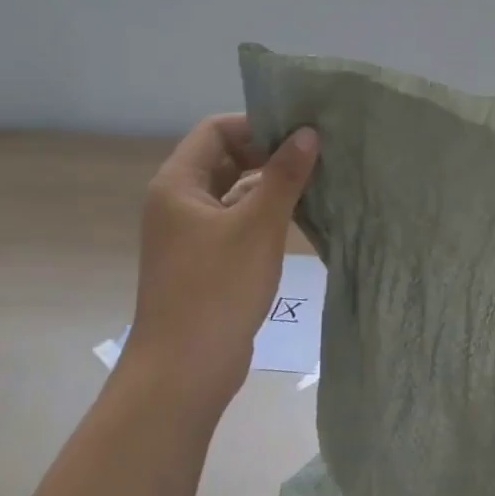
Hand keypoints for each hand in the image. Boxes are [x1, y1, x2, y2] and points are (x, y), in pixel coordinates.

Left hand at [125, 114, 318, 406]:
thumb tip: (308, 133)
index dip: (257, 125)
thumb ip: (284, 176)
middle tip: (316, 155)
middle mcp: (178, 202)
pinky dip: (264, 213)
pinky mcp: (205, 260)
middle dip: (269, 153)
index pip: (216, 130)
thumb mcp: (258, 226)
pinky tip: (299, 218)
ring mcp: (190, 233)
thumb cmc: (217, 289)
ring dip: (270, 184)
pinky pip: (237, 220)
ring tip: (316, 182)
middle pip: (225, 157)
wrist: (184, 370)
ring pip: (234, 190)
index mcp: (178, 184)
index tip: (300, 134)